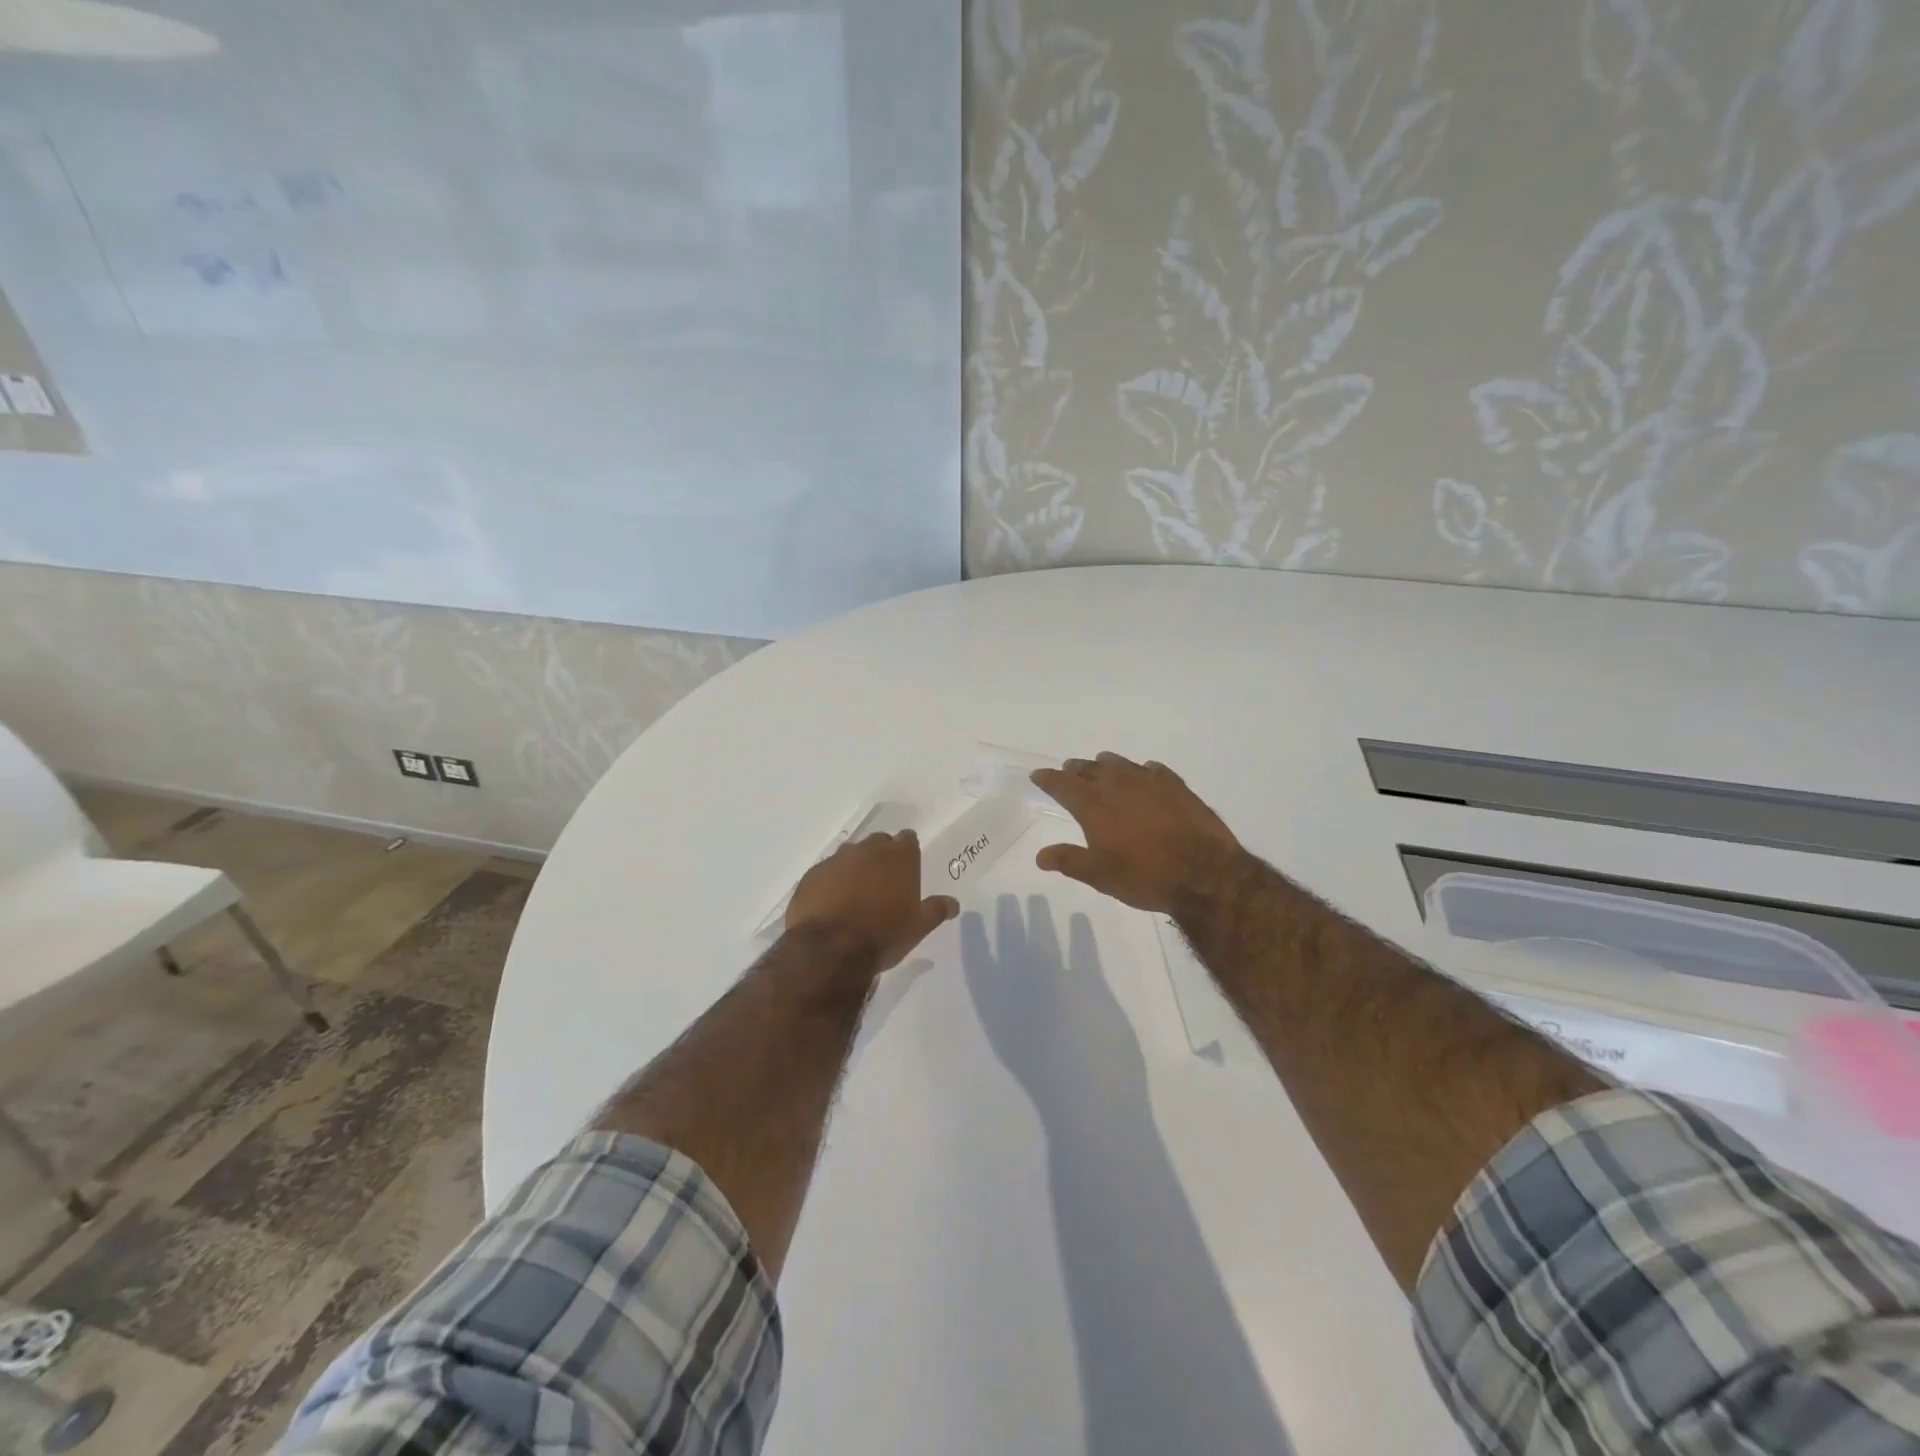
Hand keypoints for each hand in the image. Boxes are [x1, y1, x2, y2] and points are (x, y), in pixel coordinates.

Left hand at [786, 831, 958, 969]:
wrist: (831, 949)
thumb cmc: (884, 934)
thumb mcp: (918, 927)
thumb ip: (936, 910)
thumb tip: (953, 903)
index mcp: (899, 856)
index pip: (908, 839)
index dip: (908, 852)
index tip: (907, 868)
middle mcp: (868, 849)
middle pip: (878, 843)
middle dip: (881, 857)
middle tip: (883, 884)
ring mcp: (836, 859)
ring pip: (849, 856)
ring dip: (854, 869)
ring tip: (855, 896)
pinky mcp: (812, 875)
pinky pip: (825, 873)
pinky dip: (830, 883)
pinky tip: (831, 905)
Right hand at [1030, 753, 1244, 913]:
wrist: (1203, 874)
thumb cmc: (1143, 876)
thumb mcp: (1099, 875)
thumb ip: (1068, 861)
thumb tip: (1041, 856)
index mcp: (1093, 804)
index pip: (1062, 784)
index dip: (1048, 778)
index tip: (1038, 775)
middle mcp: (1118, 785)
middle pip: (1090, 768)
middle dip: (1075, 769)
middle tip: (1068, 770)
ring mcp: (1150, 782)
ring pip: (1121, 764)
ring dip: (1106, 765)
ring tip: (1101, 766)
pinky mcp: (1177, 786)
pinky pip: (1154, 770)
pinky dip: (1143, 771)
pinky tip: (1146, 774)